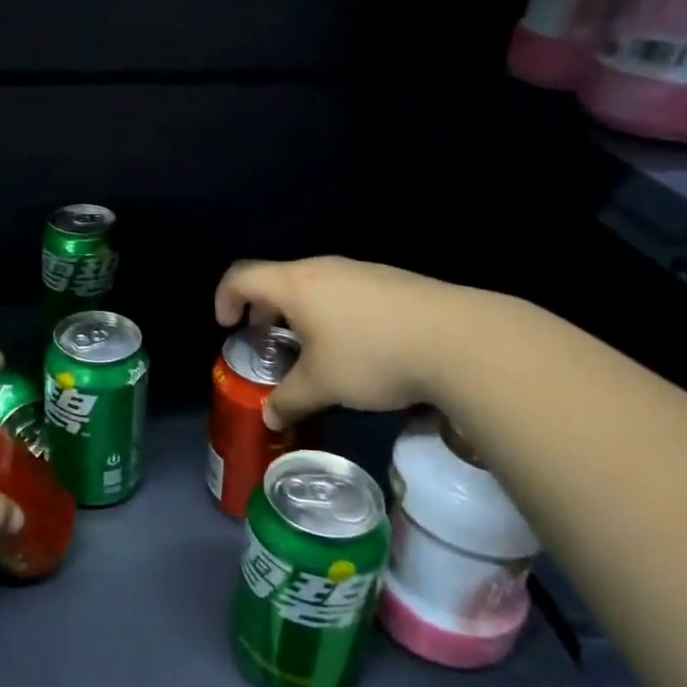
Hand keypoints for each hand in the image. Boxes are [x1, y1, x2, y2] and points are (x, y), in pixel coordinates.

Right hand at [214, 257, 484, 427]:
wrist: (461, 339)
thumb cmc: (372, 355)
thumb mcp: (323, 385)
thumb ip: (290, 400)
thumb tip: (270, 418)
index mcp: (296, 284)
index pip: (242, 276)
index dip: (224, 298)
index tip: (228, 327)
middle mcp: (325, 268)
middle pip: (279, 279)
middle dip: (265, 311)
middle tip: (268, 343)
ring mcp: (363, 271)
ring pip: (316, 286)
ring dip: (302, 314)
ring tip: (314, 351)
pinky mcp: (394, 282)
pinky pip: (347, 292)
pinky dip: (334, 314)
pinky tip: (358, 348)